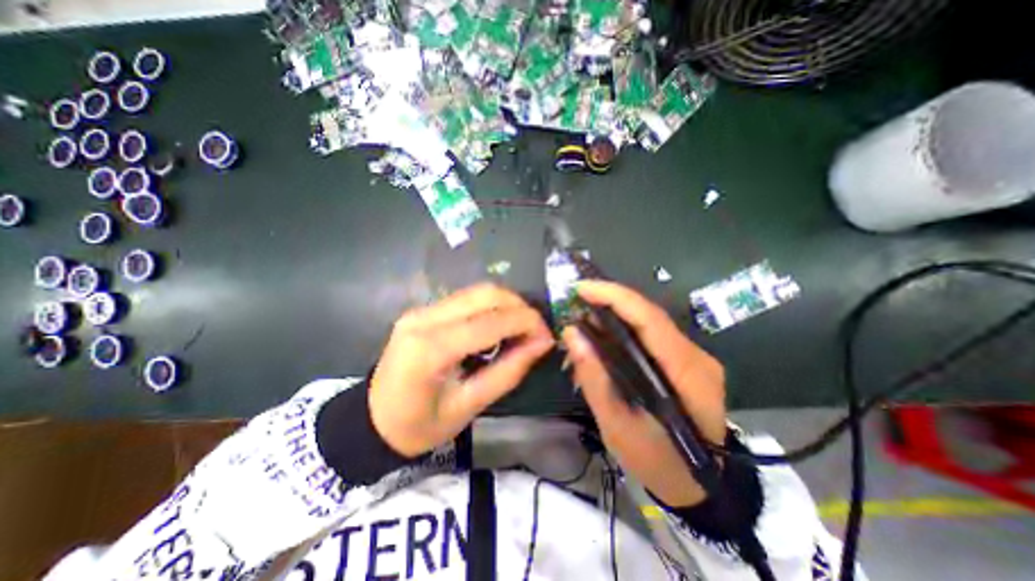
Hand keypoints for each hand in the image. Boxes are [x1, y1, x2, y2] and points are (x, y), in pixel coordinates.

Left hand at [367, 284, 554, 457]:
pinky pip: (465, 298)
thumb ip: (508, 371)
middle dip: (519, 306)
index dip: (526, 323)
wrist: (372, 420)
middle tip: (536, 329)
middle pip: (484, 294)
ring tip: (521, 327)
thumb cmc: (420, 425)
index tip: (547, 335)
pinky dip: (490, 306)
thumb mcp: (469, 406)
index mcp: (431, 350)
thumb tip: (541, 343)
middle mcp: (424, 319)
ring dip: (506, 303)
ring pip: (476, 291)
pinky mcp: (423, 310)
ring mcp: (421, 310)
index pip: (490, 322)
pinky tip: (498, 325)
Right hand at [562, 279, 721, 505]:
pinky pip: (652, 334)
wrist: (698, 486)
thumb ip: (594, 377)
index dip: (615, 296)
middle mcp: (696, 356)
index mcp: (686, 373)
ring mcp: (695, 356)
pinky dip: (624, 329)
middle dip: (610, 300)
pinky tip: (603, 335)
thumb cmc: (657, 461)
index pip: (649, 319)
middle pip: (649, 314)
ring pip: (649, 321)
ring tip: (584, 317)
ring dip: (614, 314)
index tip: (582, 287)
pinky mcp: (687, 359)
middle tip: (576, 299)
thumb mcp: (617, 425)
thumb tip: (572, 334)